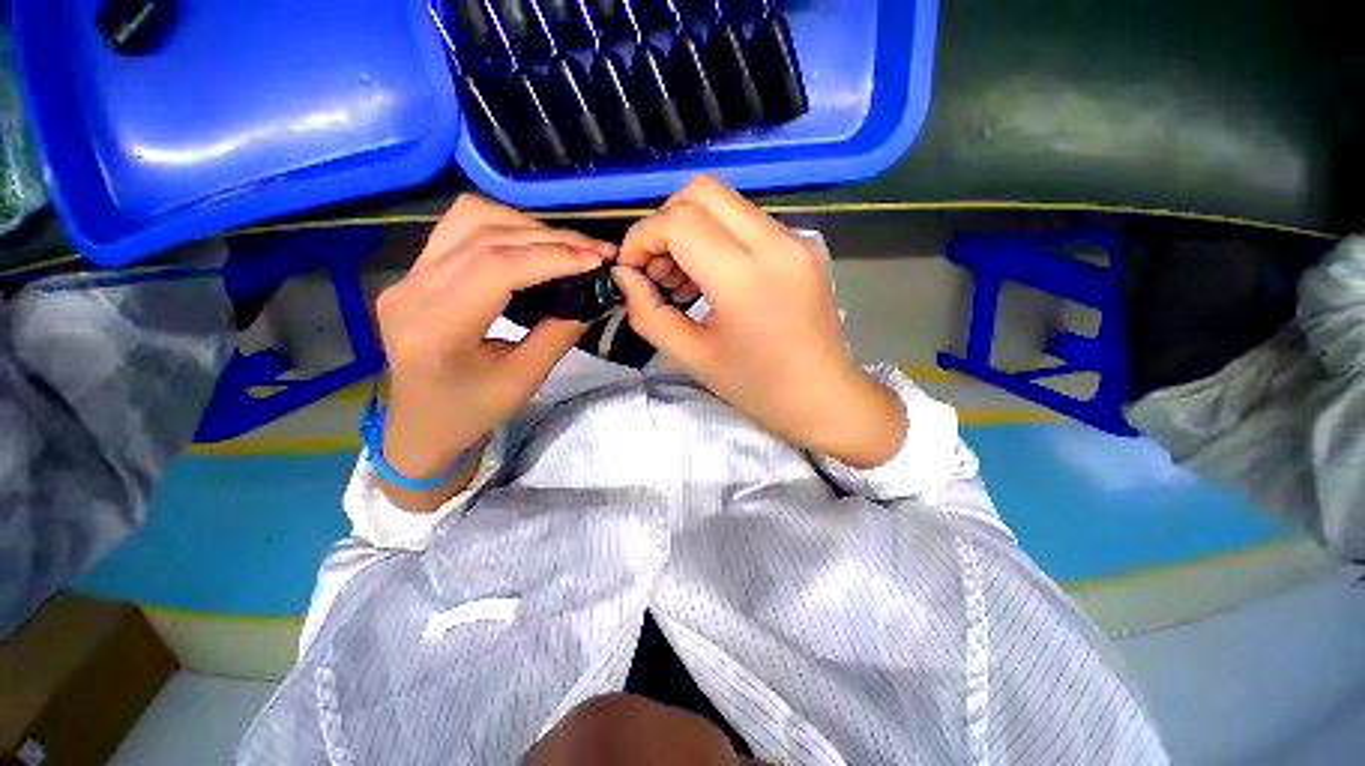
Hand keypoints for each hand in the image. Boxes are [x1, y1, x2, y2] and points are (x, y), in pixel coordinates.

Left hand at [375, 194, 613, 510]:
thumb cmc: (471, 413)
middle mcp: (411, 291)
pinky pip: (459, 230)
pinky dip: (504, 229)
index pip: (496, 268)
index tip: (597, 259)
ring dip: (526, 227)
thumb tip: (594, 298)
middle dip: (550, 238)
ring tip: (566, 248)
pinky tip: (531, 248)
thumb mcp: (524, 380)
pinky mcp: (413, 274)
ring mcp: (407, 277)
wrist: (418, 426)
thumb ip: (559, 334)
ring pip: (469, 220)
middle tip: (596, 251)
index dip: (552, 256)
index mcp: (436, 328)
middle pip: (485, 237)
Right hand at [613, 175, 905, 467]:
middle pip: (701, 191)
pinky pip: (746, 221)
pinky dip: (716, 238)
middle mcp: (775, 244)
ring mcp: (794, 239)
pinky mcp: (802, 245)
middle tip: (657, 270)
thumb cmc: (757, 387)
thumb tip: (626, 276)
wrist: (824, 397)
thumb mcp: (692, 357)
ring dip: (690, 229)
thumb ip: (648, 313)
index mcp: (745, 278)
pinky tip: (712, 278)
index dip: (642, 238)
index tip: (631, 270)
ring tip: (682, 280)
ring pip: (724, 202)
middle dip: (664, 223)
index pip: (679, 222)